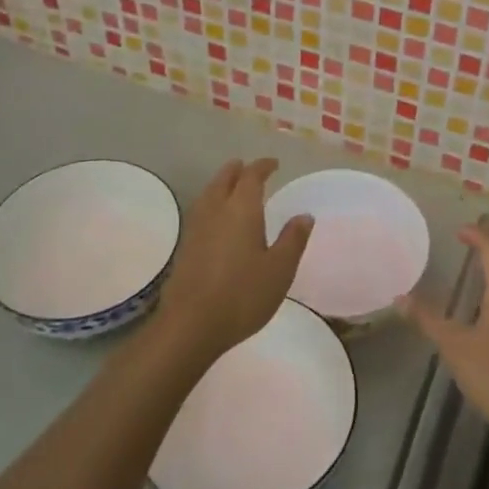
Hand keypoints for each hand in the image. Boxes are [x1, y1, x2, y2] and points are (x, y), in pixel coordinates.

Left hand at [153, 158, 313, 366]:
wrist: (190, 325)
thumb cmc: (242, 295)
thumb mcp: (279, 269)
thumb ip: (292, 239)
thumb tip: (304, 216)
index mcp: (241, 209)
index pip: (251, 176)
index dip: (263, 166)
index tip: (274, 164)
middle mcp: (216, 211)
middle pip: (224, 179)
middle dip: (237, 170)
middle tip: (248, 168)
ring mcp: (196, 228)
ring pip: (208, 194)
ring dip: (221, 184)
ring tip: (231, 186)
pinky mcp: (185, 247)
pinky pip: (200, 211)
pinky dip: (211, 203)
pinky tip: (216, 219)